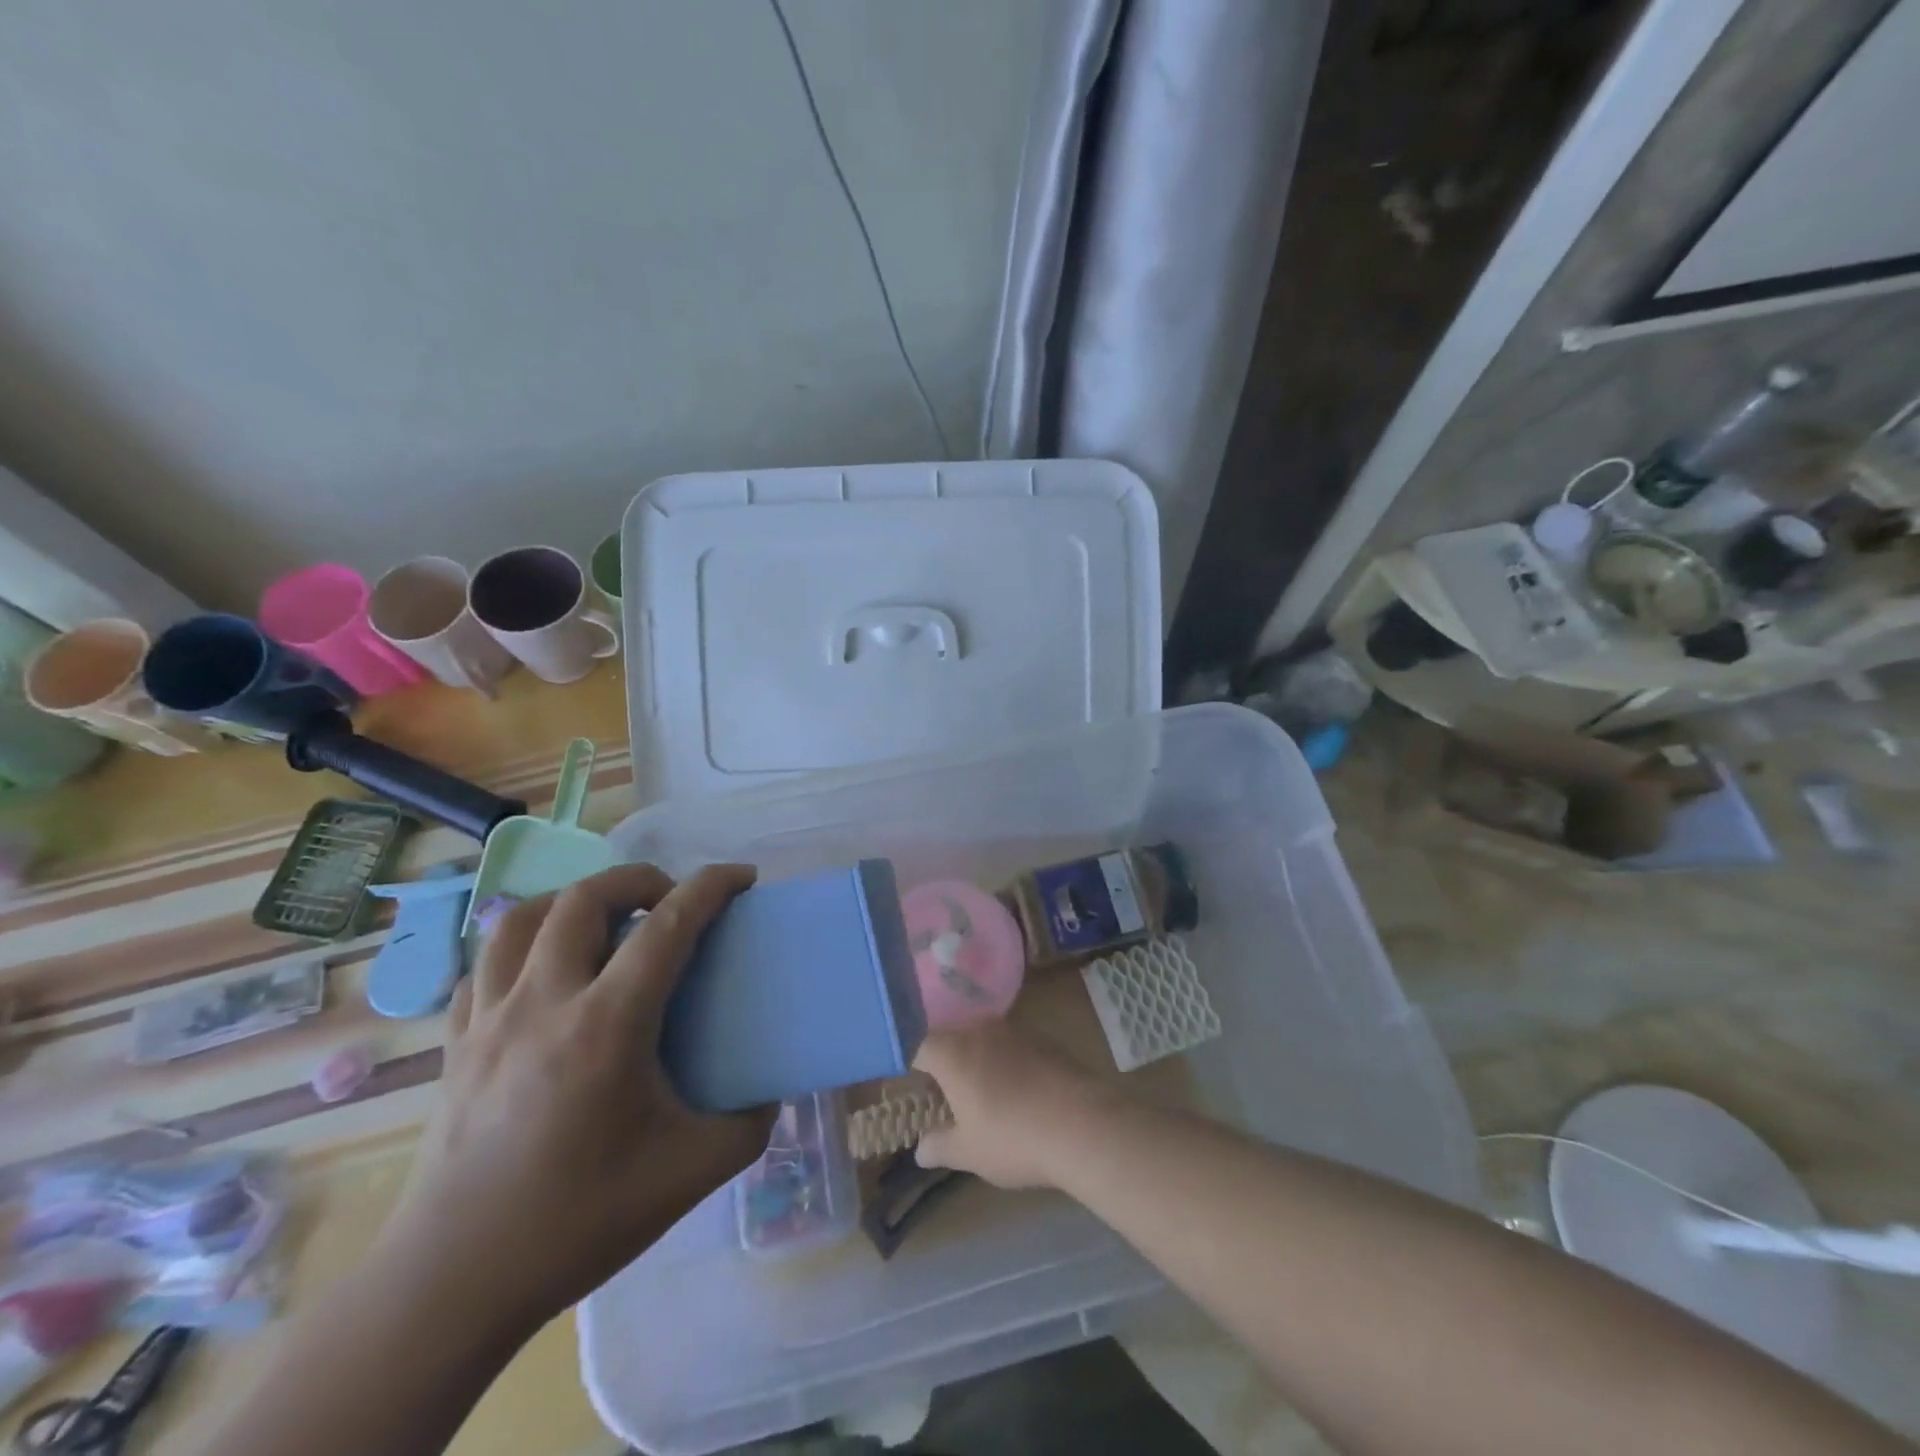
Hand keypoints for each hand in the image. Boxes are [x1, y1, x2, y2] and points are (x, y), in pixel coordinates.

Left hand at [382, 863, 774, 1333]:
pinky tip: (545, 972)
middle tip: (670, 898)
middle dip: (638, 879)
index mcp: (606, 1025)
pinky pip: (485, 964)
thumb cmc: (579, 1220)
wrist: (454, 1284)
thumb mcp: (691, 1173)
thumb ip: (749, 1123)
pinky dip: (523, 946)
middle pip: (586, 898)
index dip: (711, 887)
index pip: (668, 925)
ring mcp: (490, 1019)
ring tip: (605, 920)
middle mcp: (544, 1002)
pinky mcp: (456, 1043)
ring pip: (522, 918)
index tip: (742, 877)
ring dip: (573, 900)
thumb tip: (772, 1091)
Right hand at [913, 1021, 1112, 1189]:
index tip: (912, 1088)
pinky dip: (1005, 1062)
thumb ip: (939, 1146)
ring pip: (982, 1038)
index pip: (918, 1046)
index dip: (911, 1066)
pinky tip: (1016, 1092)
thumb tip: (921, 1149)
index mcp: (953, 1051)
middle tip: (944, 1095)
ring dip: (977, 1060)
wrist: (1083, 1124)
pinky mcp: (1043, 1038)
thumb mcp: (969, 1153)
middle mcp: (980, 1029)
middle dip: (944, 1062)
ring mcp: (1014, 1029)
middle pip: (951, 1037)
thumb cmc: (1013, 1138)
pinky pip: (1011, 1044)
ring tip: (982, 1095)